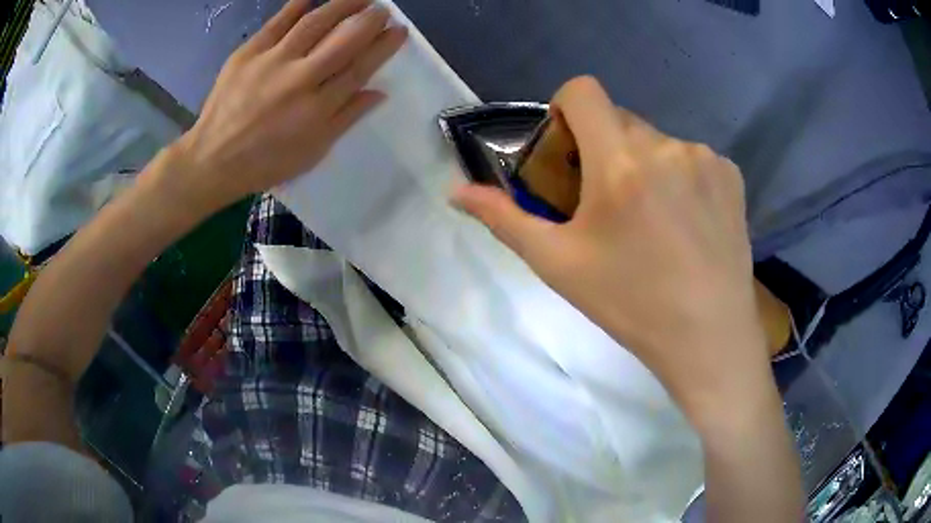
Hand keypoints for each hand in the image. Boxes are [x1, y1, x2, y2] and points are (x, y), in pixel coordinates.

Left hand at [165, 0, 406, 213]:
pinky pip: (276, 23)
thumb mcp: (312, 151)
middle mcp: (299, 78)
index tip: (399, 30)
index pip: (360, 67)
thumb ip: (346, 118)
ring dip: (341, 5)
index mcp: (318, 108)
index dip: (383, 46)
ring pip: (314, 23)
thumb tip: (379, 92)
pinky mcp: (247, 53)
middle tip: (382, 8)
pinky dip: (296, 6)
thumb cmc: (266, 162)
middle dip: (369, 19)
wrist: (213, 159)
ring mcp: (271, 61)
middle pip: (343, 40)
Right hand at [453, 77, 771, 422]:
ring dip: (644, 166)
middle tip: (608, 203)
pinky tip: (687, 223)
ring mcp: (705, 159)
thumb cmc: (631, 304)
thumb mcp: (559, 264)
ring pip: (657, 142)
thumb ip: (505, 219)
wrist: (708, 337)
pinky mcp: (731, 175)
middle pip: (619, 120)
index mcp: (620, 163)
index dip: (566, 109)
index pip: (583, 90)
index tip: (569, 151)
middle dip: (604, 149)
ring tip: (653, 221)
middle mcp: (666, 146)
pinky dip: (680, 178)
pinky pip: (692, 158)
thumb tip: (456, 192)